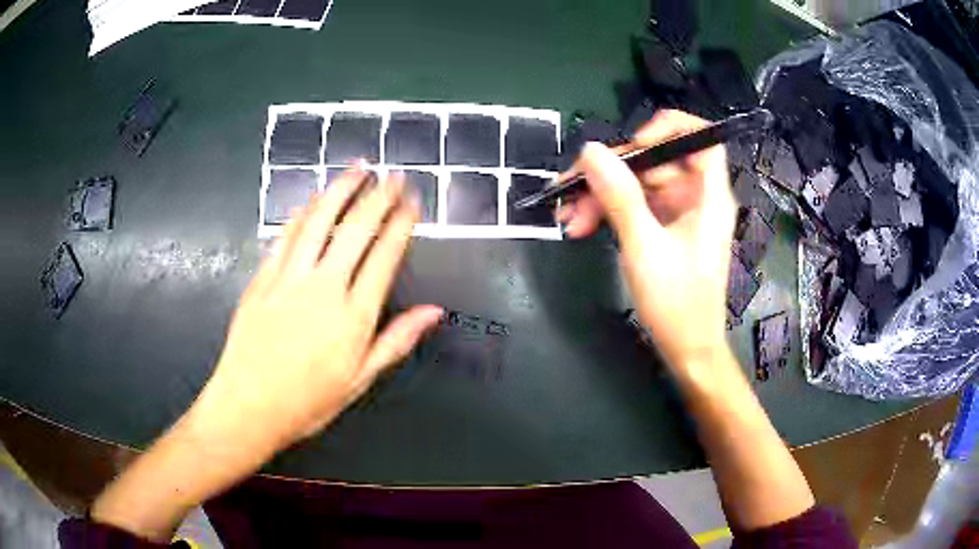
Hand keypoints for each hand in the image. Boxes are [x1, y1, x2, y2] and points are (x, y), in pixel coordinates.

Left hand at [194, 167, 442, 455]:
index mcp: (353, 316)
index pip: (384, 256)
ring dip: (340, 190)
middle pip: (356, 229)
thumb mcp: (359, 380)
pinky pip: (286, 236)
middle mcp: (324, 287)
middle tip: (393, 175)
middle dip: (378, 197)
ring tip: (357, 168)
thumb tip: (434, 311)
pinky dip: (303, 213)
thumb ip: (396, 341)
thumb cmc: (308, 401)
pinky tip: (312, 200)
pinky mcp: (263, 278)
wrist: (248, 406)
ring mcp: (289, 278)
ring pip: (319, 221)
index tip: (411, 201)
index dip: (401, 224)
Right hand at [557, 110, 735, 371]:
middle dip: (612, 171)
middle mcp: (696, 197)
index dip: (668, 129)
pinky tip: (580, 227)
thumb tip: (592, 151)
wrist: (687, 349)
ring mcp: (679, 213)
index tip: (632, 143)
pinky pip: (634, 206)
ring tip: (567, 218)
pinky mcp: (664, 229)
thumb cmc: (677, 303)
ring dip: (601, 195)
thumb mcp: (644, 247)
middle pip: (656, 160)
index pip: (700, 138)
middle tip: (571, 187)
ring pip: (638, 184)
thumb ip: (619, 196)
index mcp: (708, 195)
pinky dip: (608, 212)